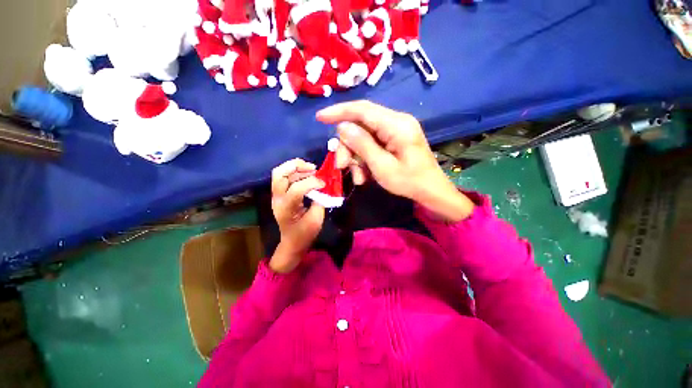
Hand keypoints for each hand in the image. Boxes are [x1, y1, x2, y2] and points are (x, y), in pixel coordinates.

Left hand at [270, 159, 325, 272]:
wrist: (292, 242)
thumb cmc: (305, 233)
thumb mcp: (316, 219)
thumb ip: (320, 201)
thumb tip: (323, 186)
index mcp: (286, 209)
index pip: (296, 188)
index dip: (312, 183)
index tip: (324, 184)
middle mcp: (277, 199)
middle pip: (279, 174)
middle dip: (296, 166)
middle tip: (313, 168)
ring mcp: (276, 196)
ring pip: (280, 173)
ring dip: (296, 168)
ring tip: (312, 170)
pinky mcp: (279, 195)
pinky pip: (284, 178)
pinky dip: (295, 172)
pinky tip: (307, 174)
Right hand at [316, 100, 473, 221]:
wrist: (431, 191)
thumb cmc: (409, 182)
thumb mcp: (382, 167)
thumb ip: (362, 145)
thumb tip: (342, 127)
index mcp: (396, 125)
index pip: (362, 110)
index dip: (339, 112)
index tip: (320, 118)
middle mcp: (396, 121)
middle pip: (360, 125)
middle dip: (348, 146)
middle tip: (342, 167)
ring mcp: (395, 130)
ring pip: (363, 137)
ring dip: (355, 157)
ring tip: (358, 177)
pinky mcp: (394, 139)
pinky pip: (371, 144)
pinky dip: (364, 159)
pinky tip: (365, 175)